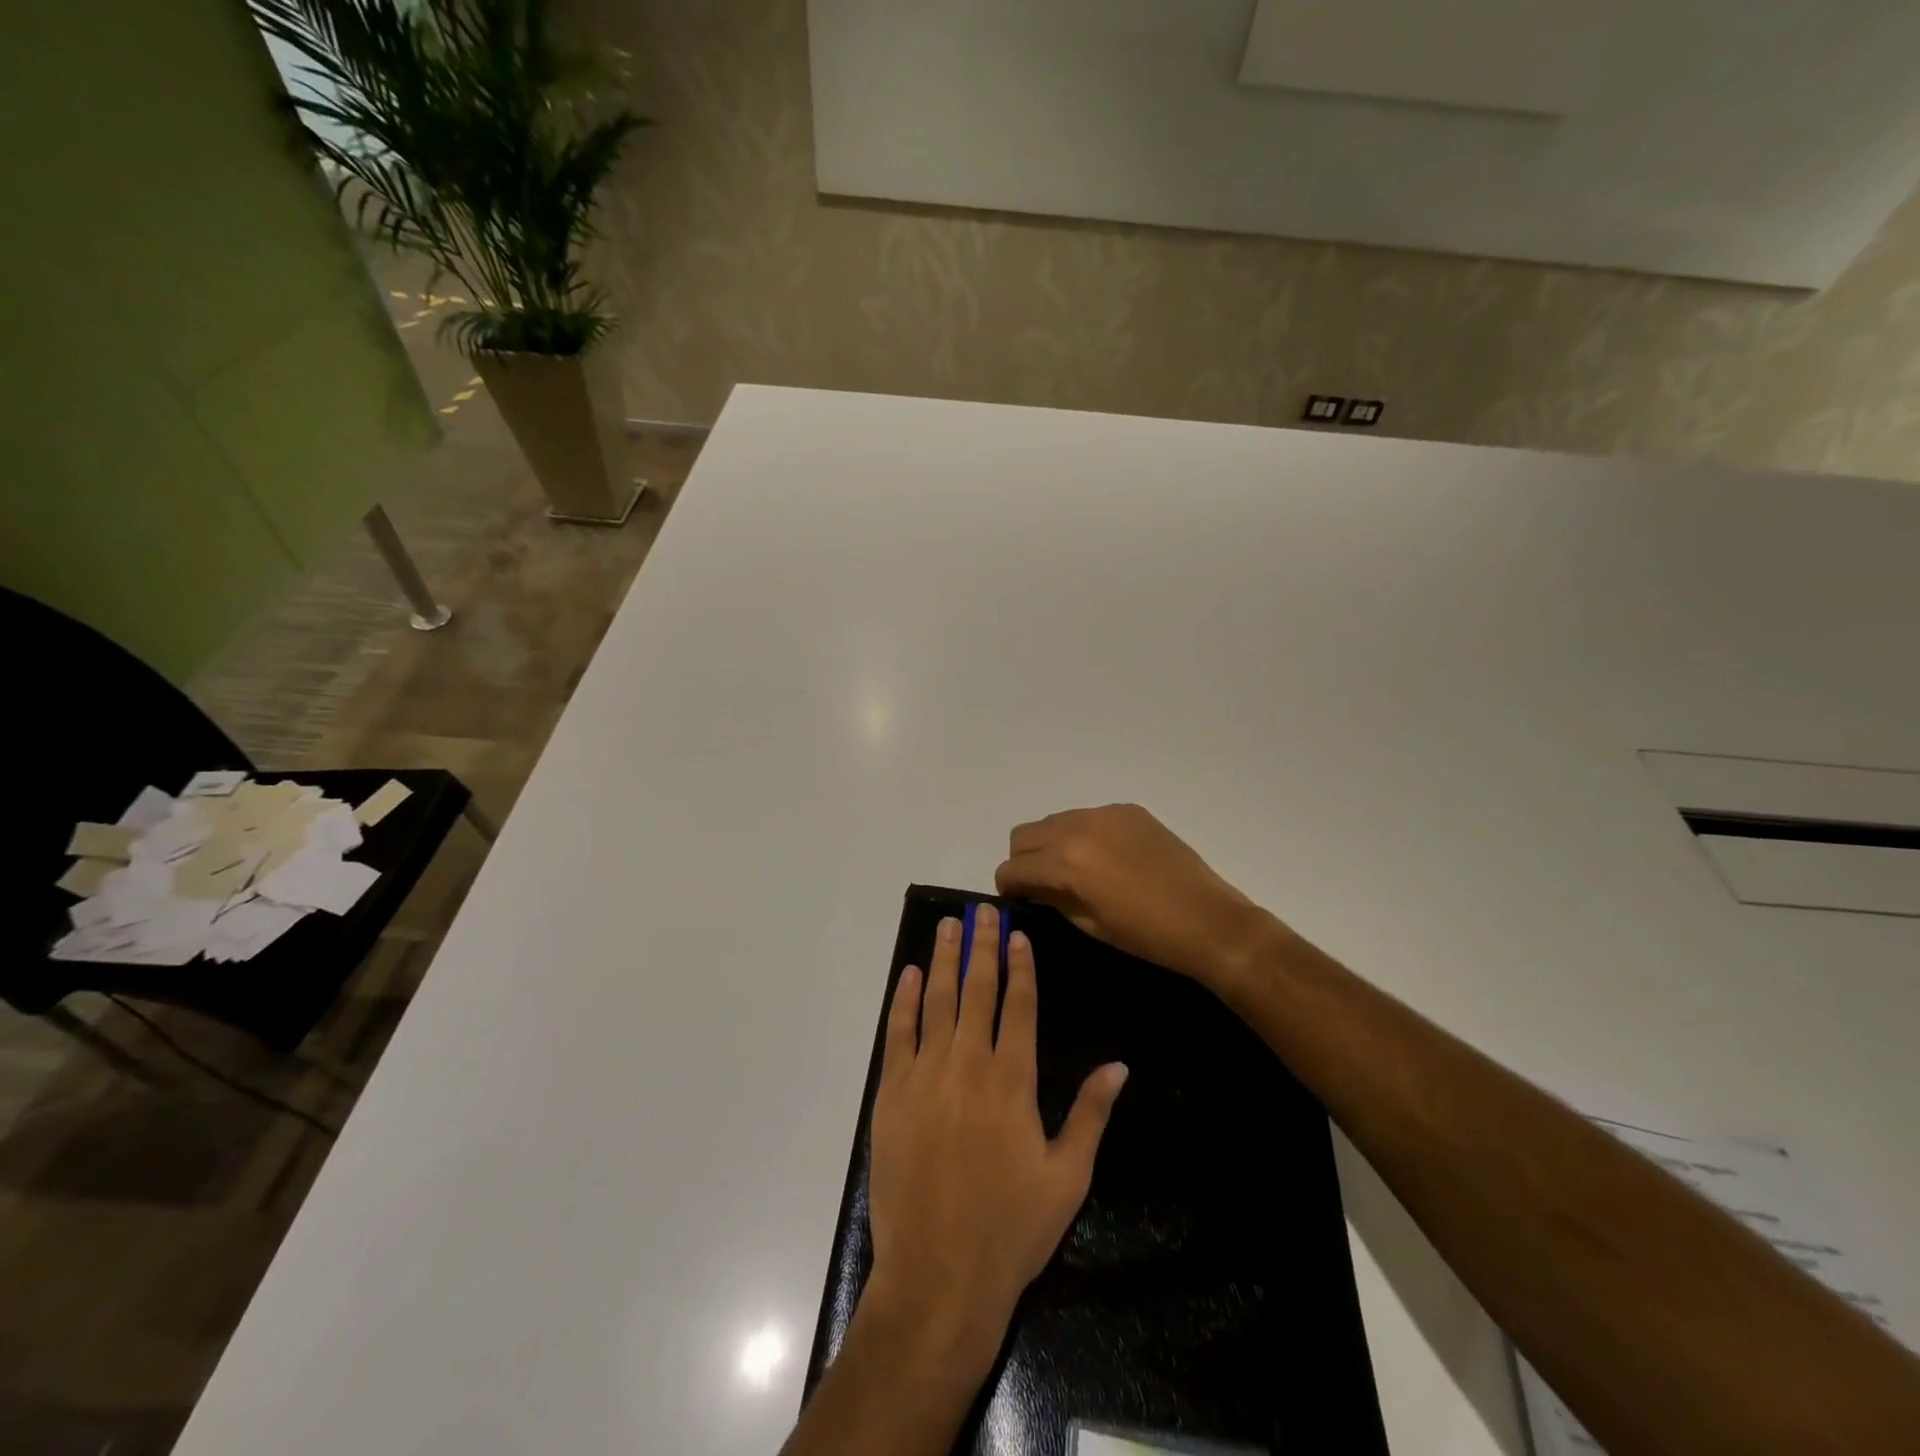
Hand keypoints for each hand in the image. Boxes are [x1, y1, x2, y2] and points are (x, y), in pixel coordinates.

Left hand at [865, 905, 1127, 1381]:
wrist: (939, 1277)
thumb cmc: (1011, 1229)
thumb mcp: (1067, 1177)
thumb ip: (1090, 1115)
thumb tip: (1119, 1064)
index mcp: (1012, 1081)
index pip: (1018, 1006)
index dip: (1020, 966)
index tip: (1017, 934)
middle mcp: (968, 1065)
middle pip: (977, 991)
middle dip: (981, 947)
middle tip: (982, 911)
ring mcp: (925, 1076)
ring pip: (936, 1001)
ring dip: (943, 960)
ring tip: (948, 926)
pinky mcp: (891, 1094)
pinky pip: (898, 1034)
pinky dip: (904, 1000)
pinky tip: (909, 975)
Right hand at [994, 804, 1276, 990]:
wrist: (1207, 920)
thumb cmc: (1145, 934)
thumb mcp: (1089, 924)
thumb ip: (1052, 899)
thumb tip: (1032, 889)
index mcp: (1065, 861)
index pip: (1012, 867)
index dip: (1009, 888)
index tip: (1019, 901)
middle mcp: (1077, 827)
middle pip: (1024, 835)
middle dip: (1024, 861)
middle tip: (1042, 885)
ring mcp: (1105, 813)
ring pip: (1054, 821)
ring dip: (1051, 844)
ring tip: (1075, 870)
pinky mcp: (1128, 810)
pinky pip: (1088, 816)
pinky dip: (1084, 834)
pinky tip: (1108, 859)